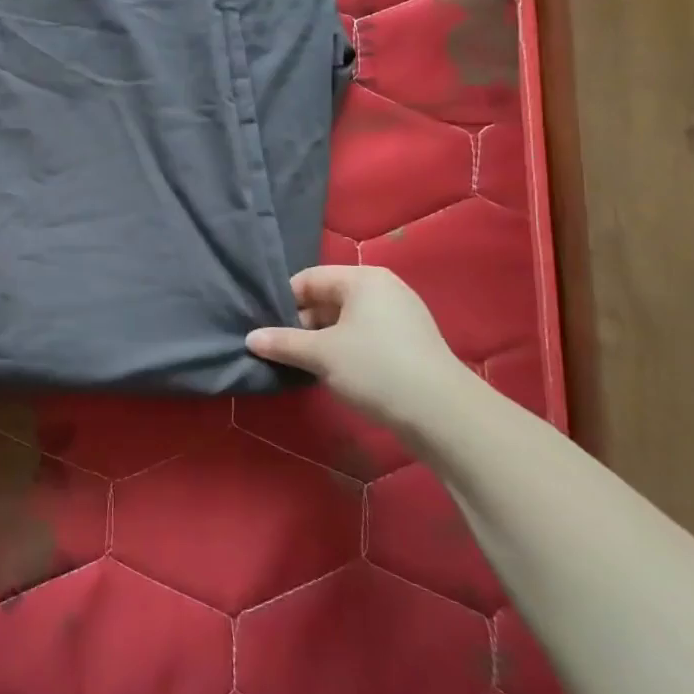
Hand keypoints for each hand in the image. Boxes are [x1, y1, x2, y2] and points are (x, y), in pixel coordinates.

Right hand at [245, 266, 471, 427]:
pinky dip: (345, 348)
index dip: (283, 303)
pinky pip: (365, 335)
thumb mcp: (320, 355)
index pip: (308, 279)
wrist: (443, 414)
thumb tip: (250, 338)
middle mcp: (383, 288)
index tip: (266, 329)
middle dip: (302, 324)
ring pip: (346, 319)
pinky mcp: (410, 341)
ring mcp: (401, 314)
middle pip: (327, 298)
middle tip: (281, 349)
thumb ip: (282, 342)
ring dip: (322, 339)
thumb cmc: (375, 369)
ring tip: (304, 364)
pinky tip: (336, 372)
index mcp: (362, 279)